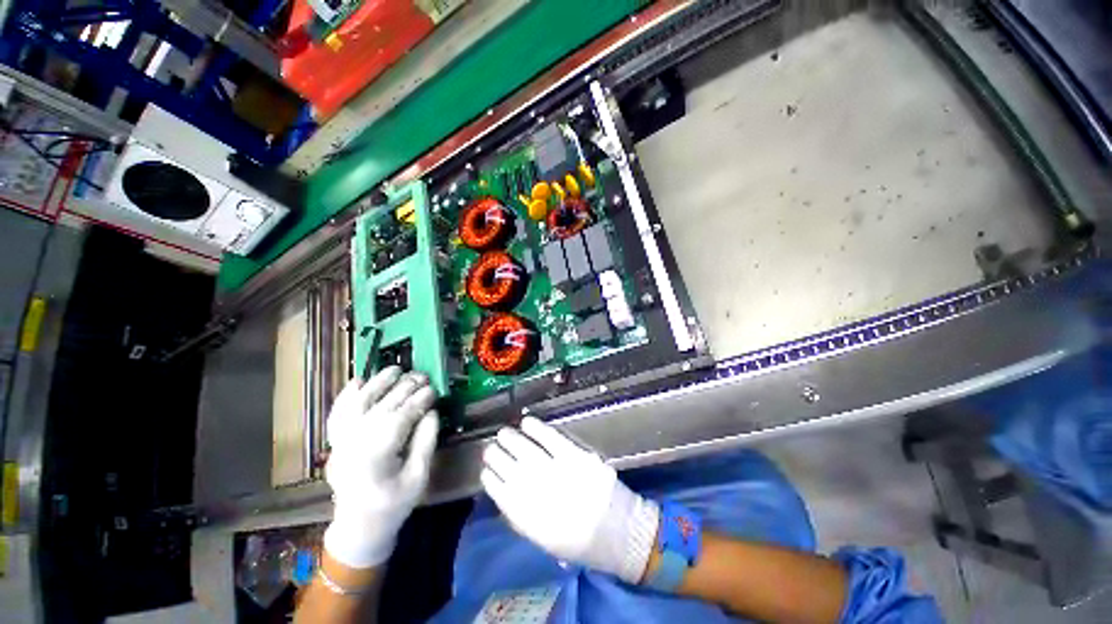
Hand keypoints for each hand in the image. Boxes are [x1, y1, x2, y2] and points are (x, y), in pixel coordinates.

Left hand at [323, 367, 438, 567]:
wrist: (358, 525)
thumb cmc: (393, 504)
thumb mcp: (418, 477)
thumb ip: (425, 442)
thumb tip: (432, 412)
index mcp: (376, 454)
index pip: (401, 417)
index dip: (419, 400)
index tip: (434, 389)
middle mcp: (355, 442)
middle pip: (383, 406)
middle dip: (405, 387)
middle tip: (423, 376)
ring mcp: (342, 441)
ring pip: (359, 404)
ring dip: (378, 383)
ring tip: (396, 368)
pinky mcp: (336, 442)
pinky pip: (338, 414)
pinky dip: (346, 396)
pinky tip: (358, 381)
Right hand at [480, 417, 659, 583]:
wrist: (618, 533)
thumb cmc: (582, 542)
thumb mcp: (546, 539)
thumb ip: (523, 518)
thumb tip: (506, 495)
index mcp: (528, 518)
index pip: (500, 493)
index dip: (490, 479)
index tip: (485, 471)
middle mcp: (537, 492)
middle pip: (509, 468)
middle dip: (496, 456)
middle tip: (490, 448)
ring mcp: (556, 471)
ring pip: (525, 450)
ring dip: (511, 440)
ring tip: (503, 433)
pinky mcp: (574, 456)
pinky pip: (550, 438)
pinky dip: (536, 429)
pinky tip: (526, 422)